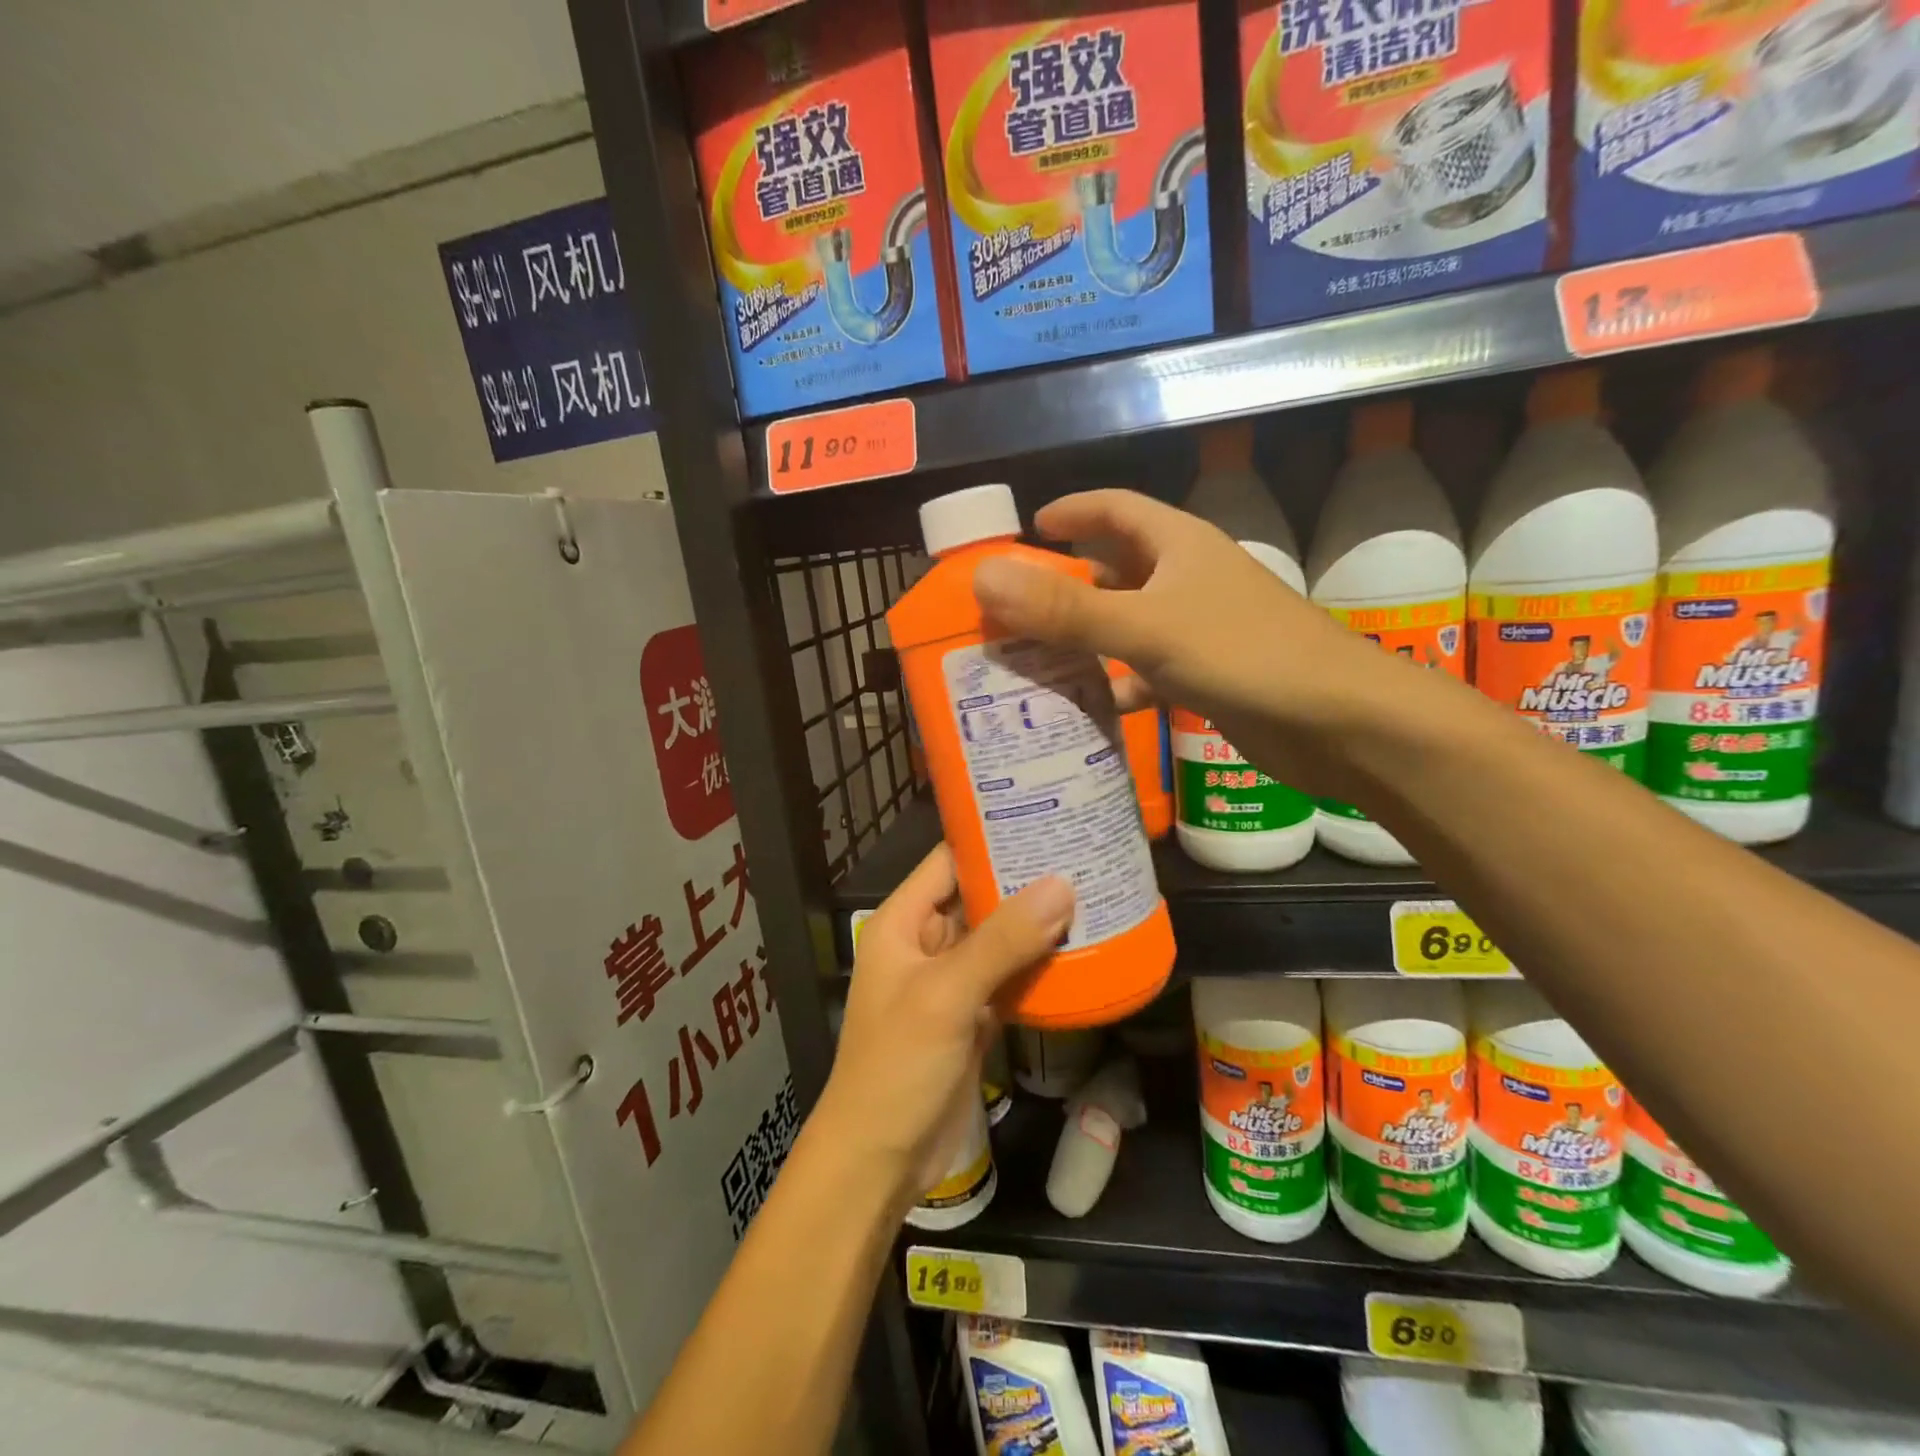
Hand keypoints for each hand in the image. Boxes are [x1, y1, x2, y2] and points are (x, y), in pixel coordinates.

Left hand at [813, 846, 1072, 1215]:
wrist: (880, 1161)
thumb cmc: (897, 1066)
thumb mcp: (946, 996)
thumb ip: (1002, 941)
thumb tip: (1063, 885)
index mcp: (903, 922)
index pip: (949, 861)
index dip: (991, 839)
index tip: (1045, 818)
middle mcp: (926, 943)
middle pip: (979, 897)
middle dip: (1026, 881)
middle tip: (1084, 853)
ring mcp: (951, 981)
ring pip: (999, 939)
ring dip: (1038, 923)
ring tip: (1094, 891)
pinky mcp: (973, 1016)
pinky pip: (1010, 978)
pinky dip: (1040, 967)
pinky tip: (1083, 952)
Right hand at [970, 488, 1413, 799]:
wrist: (1340, 723)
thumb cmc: (1244, 655)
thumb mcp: (1146, 627)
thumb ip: (1066, 608)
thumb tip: (984, 578)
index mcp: (1179, 545)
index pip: (1116, 509)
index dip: (1073, 511)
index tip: (1028, 529)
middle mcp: (1188, 580)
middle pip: (1115, 570)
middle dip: (1065, 585)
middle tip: (1010, 609)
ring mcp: (1199, 630)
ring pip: (1126, 625)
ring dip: (1084, 640)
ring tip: (1029, 660)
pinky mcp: (1207, 677)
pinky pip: (1145, 672)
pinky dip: (1115, 685)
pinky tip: (1084, 707)